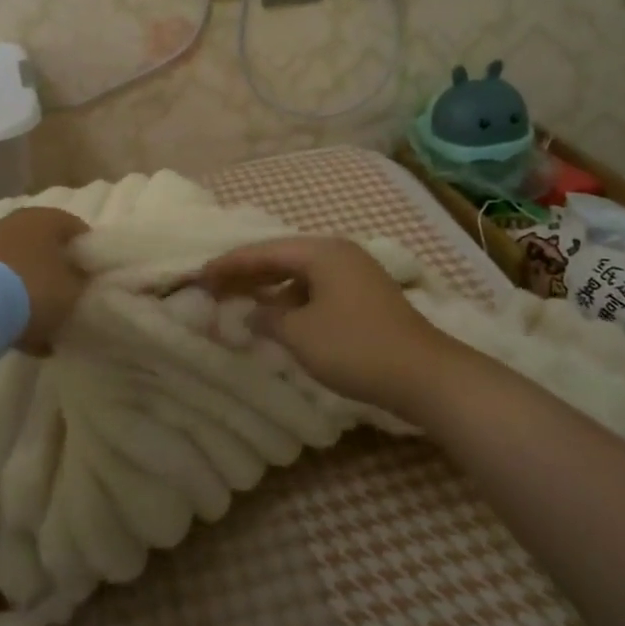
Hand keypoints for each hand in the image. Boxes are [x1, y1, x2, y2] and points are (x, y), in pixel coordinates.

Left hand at [0, 207, 89, 353]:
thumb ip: (82, 282)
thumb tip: (81, 280)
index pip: (78, 230)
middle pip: (46, 246)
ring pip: (21, 266)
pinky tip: (20, 331)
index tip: (92, 278)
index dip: (88, 255)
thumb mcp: (73, 291)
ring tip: (44, 321)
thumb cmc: (35, 289)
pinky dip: (10, 302)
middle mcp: (17, 221)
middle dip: (57, 271)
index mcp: (47, 218)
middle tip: (69, 297)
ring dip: (32, 289)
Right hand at [197, 236, 453, 417]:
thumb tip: (251, 311)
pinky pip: (316, 287)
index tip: (201, 275)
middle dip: (247, 272)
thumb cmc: (355, 347)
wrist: (424, 374)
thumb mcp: (301, 334)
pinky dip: (292, 298)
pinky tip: (279, 316)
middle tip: (214, 286)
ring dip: (270, 286)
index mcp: (321, 252)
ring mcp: (355, 273)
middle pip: (282, 257)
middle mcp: (338, 253)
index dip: (230, 264)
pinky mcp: (365, 296)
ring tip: (241, 299)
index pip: (264, 251)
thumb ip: (268, 317)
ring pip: (300, 273)